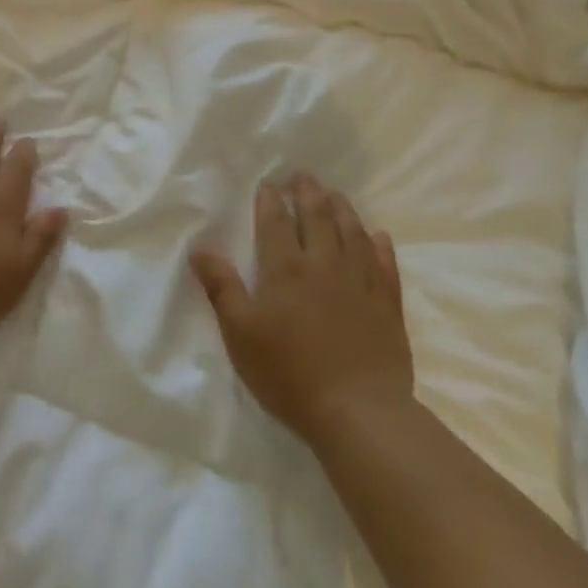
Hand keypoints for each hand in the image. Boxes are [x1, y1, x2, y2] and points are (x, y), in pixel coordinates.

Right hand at [190, 174, 412, 443]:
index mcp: (285, 269)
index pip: (276, 223)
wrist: (358, 411)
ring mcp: (361, 281)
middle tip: (303, 176)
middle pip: (317, 218)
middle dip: (308, 193)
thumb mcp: (240, 333)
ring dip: (342, 209)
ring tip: (335, 194)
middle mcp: (325, 264)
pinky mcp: (387, 304)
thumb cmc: (289, 373)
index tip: (268, 185)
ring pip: (352, 233)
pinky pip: (385, 263)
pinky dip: (379, 245)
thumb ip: (222, 287)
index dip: (271, 201)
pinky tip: (377, 235)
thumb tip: (201, 247)